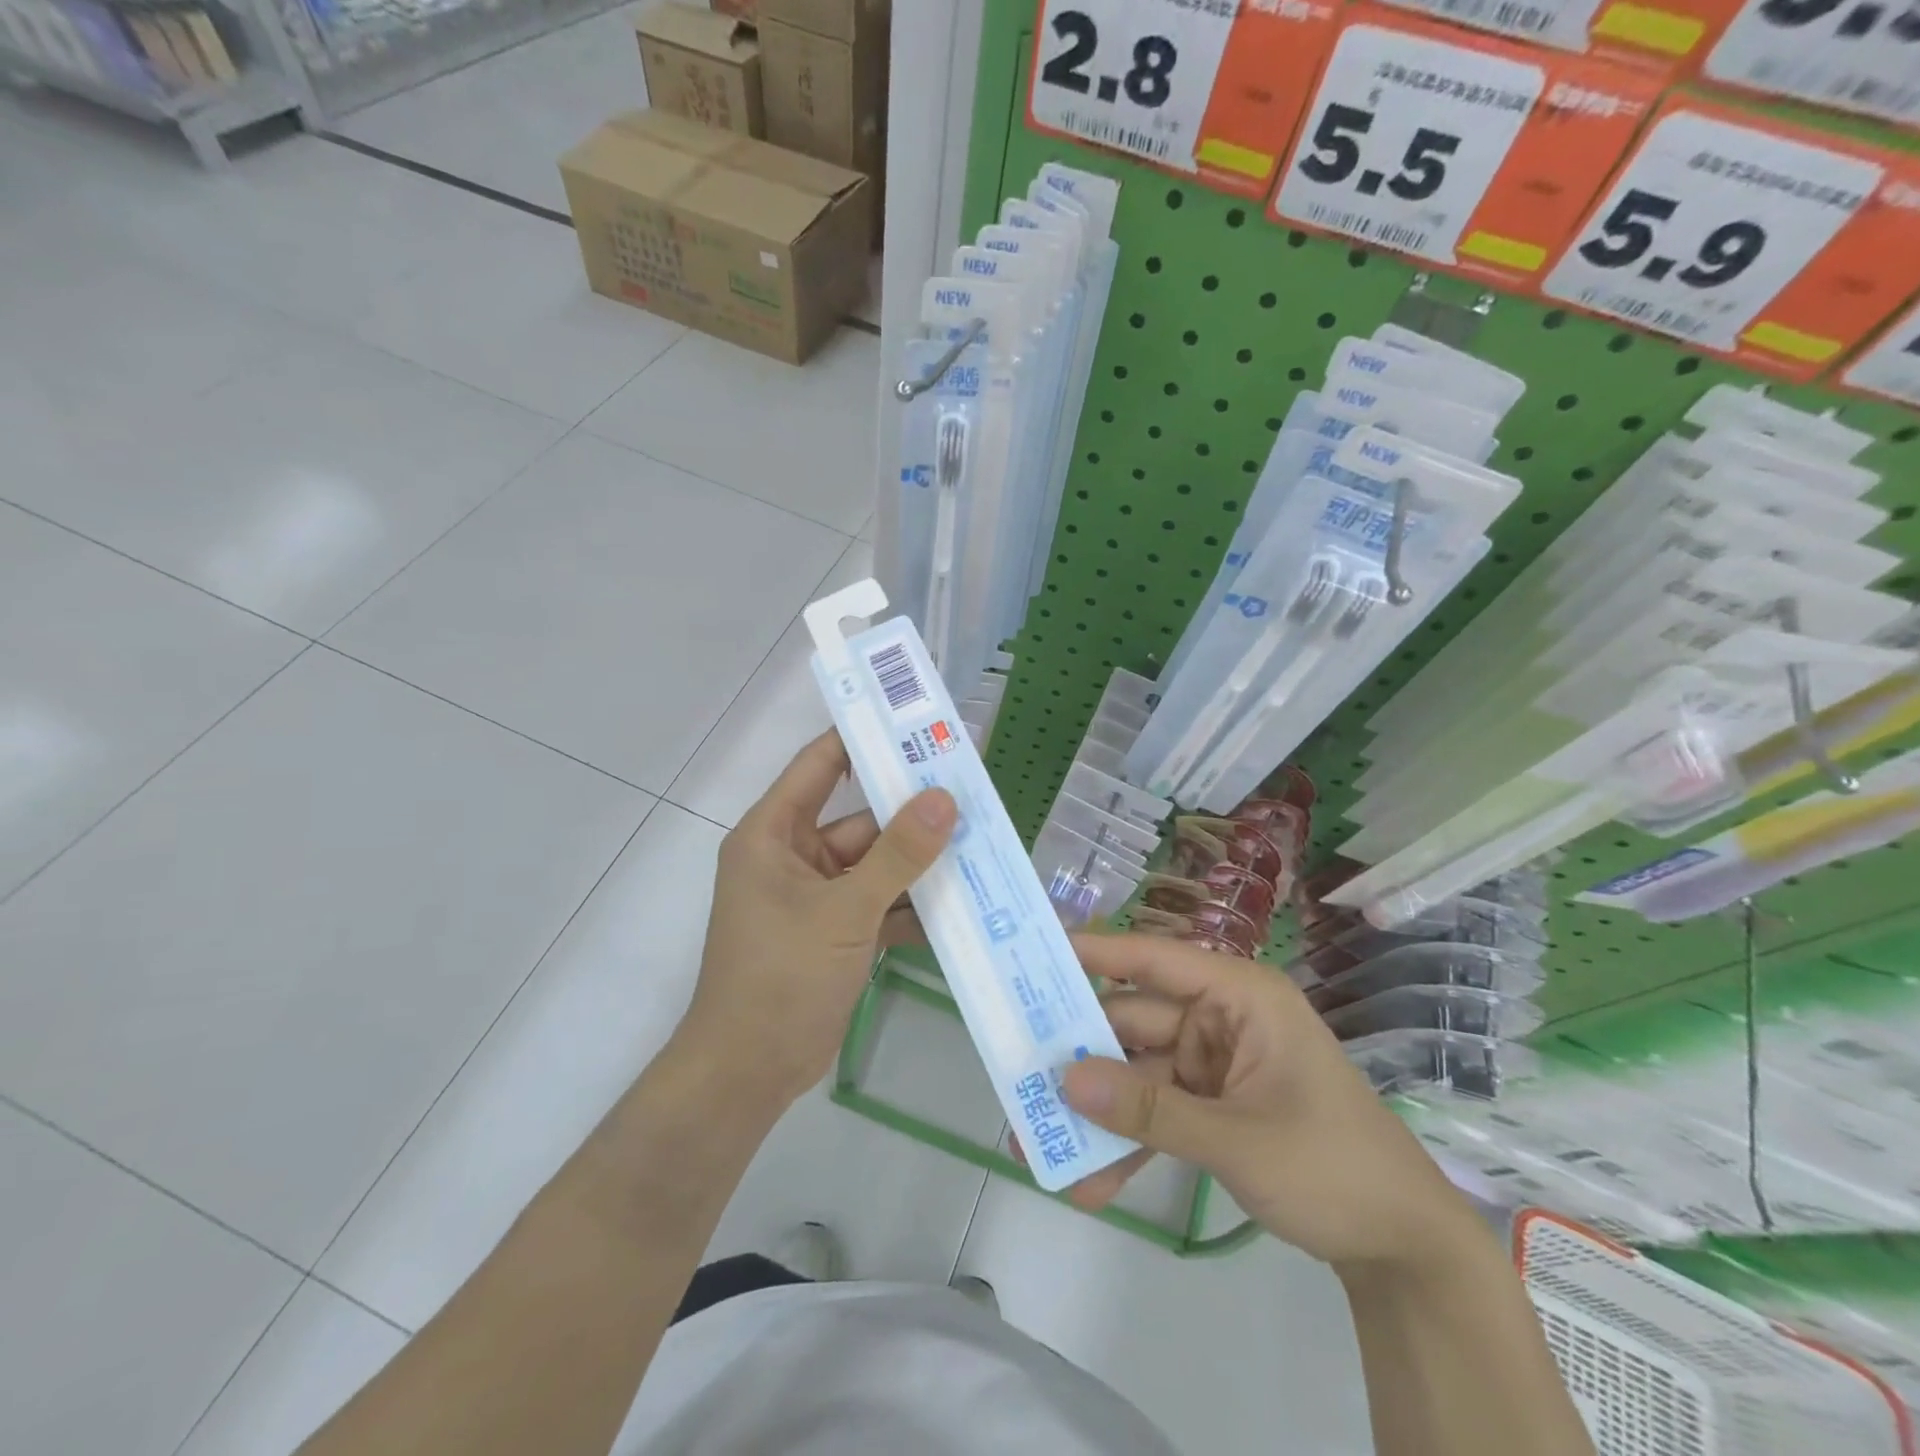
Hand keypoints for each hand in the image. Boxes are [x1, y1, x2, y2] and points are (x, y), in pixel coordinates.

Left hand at [677, 731, 955, 1109]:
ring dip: (920, 862)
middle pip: (861, 819)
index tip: (914, 722)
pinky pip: (881, 903)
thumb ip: (897, 855)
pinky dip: (913, 905)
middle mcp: (794, 856)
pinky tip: (964, 902)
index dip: (862, 739)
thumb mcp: (843, 910)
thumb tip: (945, 799)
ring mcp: (818, 896)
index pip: (819, 765)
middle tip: (972, 792)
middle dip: (912, 813)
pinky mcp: (837, 931)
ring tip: (981, 842)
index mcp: (773, 833)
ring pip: (878, 863)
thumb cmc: (780, 976)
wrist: (749, 1073)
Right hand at [1058, 934, 1475, 1272]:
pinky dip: (1128, 1142)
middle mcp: (1220, 1018)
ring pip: (1137, 1074)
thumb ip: (1149, 1110)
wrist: (1406, 1250)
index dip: (1095, 952)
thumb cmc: (1334, 1166)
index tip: (1035, 954)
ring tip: (1040, 1147)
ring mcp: (1214, 1063)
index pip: (1156, 959)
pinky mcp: (1211, 1104)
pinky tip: (1090, 1181)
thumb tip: (1066, 1081)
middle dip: (1082, 1058)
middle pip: (1134, 1022)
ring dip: (1097, 1113)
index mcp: (1240, 996)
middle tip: (1018, 1075)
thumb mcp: (1238, 1139)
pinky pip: (1156, 1112)